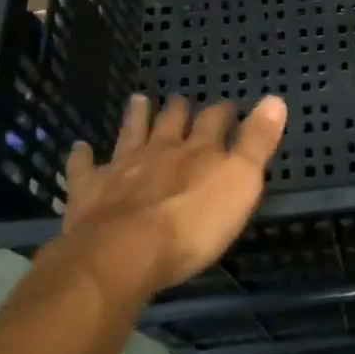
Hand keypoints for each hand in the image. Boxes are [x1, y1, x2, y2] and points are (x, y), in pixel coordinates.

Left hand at [44, 93, 287, 303]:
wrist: (123, 254)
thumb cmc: (193, 224)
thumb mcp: (241, 183)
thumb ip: (257, 143)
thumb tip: (275, 99)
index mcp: (199, 150)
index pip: (216, 120)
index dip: (223, 112)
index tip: (228, 106)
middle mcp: (161, 150)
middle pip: (171, 122)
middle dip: (178, 110)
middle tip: (179, 99)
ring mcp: (122, 168)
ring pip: (131, 134)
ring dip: (136, 118)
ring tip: (137, 100)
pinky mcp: (89, 191)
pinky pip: (84, 168)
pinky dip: (82, 157)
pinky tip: (80, 147)